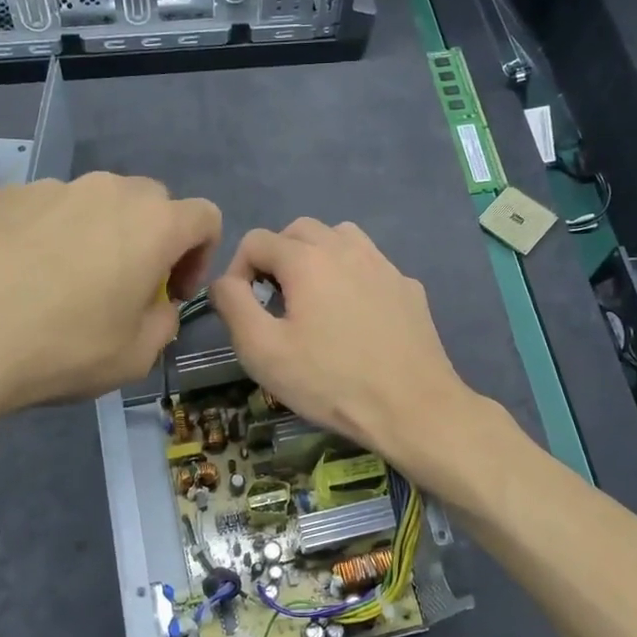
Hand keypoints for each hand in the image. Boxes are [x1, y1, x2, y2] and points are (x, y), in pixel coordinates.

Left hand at [0, 174, 219, 457]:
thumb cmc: (60, 348)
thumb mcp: (133, 358)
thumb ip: (162, 324)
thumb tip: (155, 307)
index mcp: (153, 224)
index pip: (205, 216)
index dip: (200, 256)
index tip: (171, 294)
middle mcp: (107, 191)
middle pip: (151, 202)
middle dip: (151, 241)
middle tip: (124, 289)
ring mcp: (51, 188)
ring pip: (94, 205)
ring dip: (98, 237)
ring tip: (62, 287)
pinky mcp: (2, 196)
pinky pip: (46, 210)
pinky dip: (48, 236)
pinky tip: (16, 279)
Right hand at [209, 219, 480, 485]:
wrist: (412, 407)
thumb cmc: (329, 381)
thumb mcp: (262, 350)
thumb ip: (233, 305)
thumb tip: (224, 282)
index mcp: (306, 259)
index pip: (256, 240)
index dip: (238, 270)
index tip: (243, 309)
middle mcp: (346, 247)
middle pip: (299, 230)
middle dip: (277, 257)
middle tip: (275, 302)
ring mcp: (383, 264)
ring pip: (340, 238)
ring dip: (317, 257)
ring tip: (313, 299)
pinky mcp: (408, 287)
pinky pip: (371, 265)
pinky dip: (352, 276)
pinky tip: (356, 316)